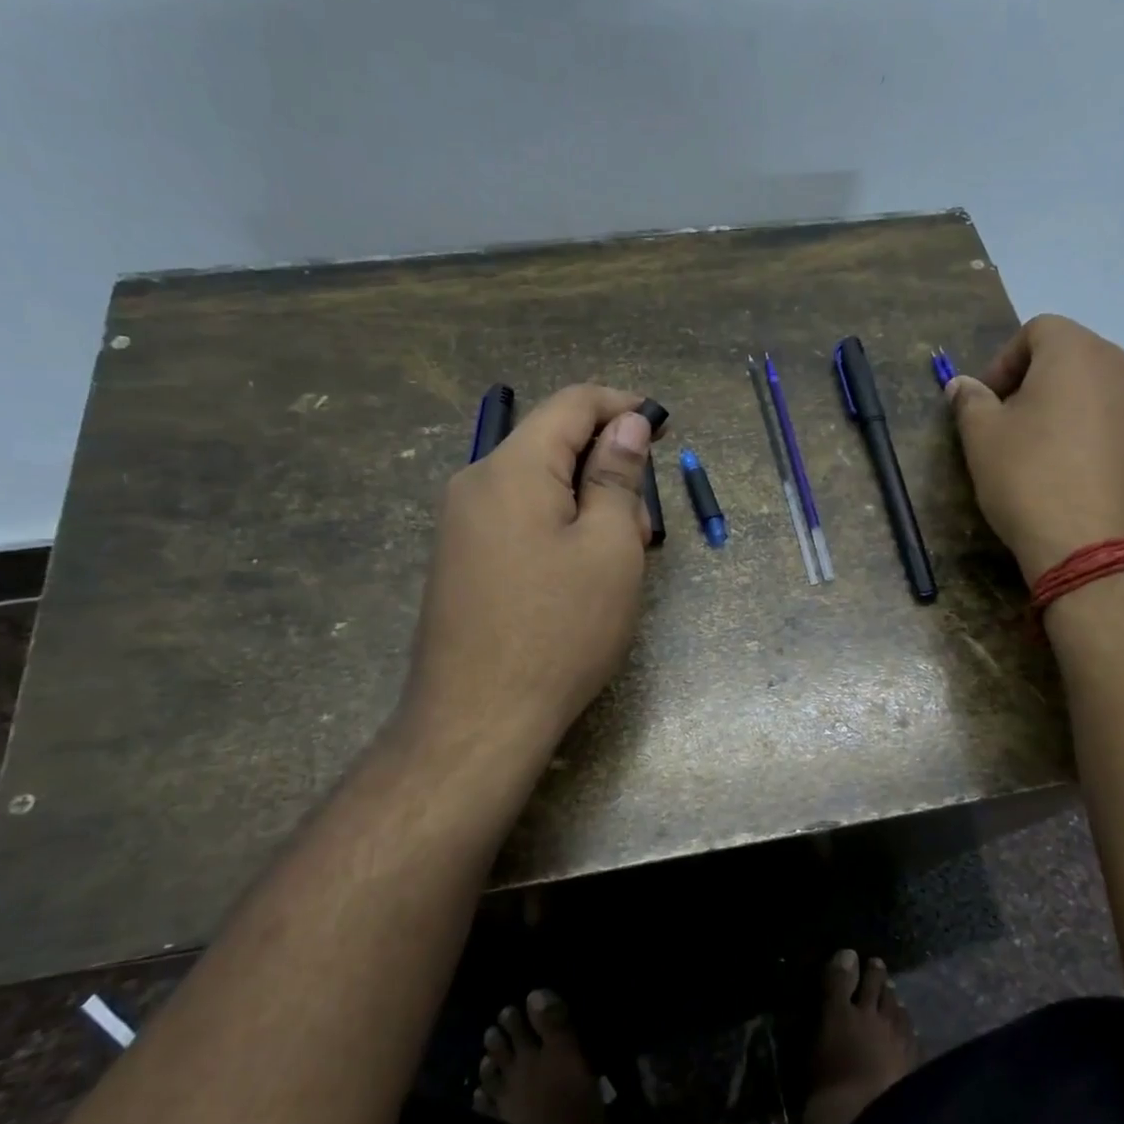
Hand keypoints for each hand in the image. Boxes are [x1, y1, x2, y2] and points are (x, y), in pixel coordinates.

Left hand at [397, 384, 661, 766]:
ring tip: (617, 562)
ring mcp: (461, 525)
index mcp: (511, 468)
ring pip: (538, 487)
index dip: (621, 405)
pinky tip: (580, 577)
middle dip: (607, 469)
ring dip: (587, 505)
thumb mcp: (609, 549)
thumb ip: (617, 477)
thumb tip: (626, 424)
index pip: (571, 404)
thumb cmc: (559, 630)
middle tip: (643, 528)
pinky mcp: (461, 561)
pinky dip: (559, 529)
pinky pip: (519, 521)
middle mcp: (476, 483)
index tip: (662, 425)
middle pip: (552, 446)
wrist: (478, 719)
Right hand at [948, 314, 1123, 579]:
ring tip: (1045, 461)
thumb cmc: (1031, 481)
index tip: (986, 403)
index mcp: (1079, 353)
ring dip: (1069, 414)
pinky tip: (1078, 484)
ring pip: (1101, 395)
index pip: (1038, 329)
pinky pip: (1123, 430)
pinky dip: (1097, 442)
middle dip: (1036, 386)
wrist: (1103, 552)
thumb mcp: (982, 440)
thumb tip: (962, 385)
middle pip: (1074, 359)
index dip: (1003, 361)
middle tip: (1010, 430)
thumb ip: (970, 402)